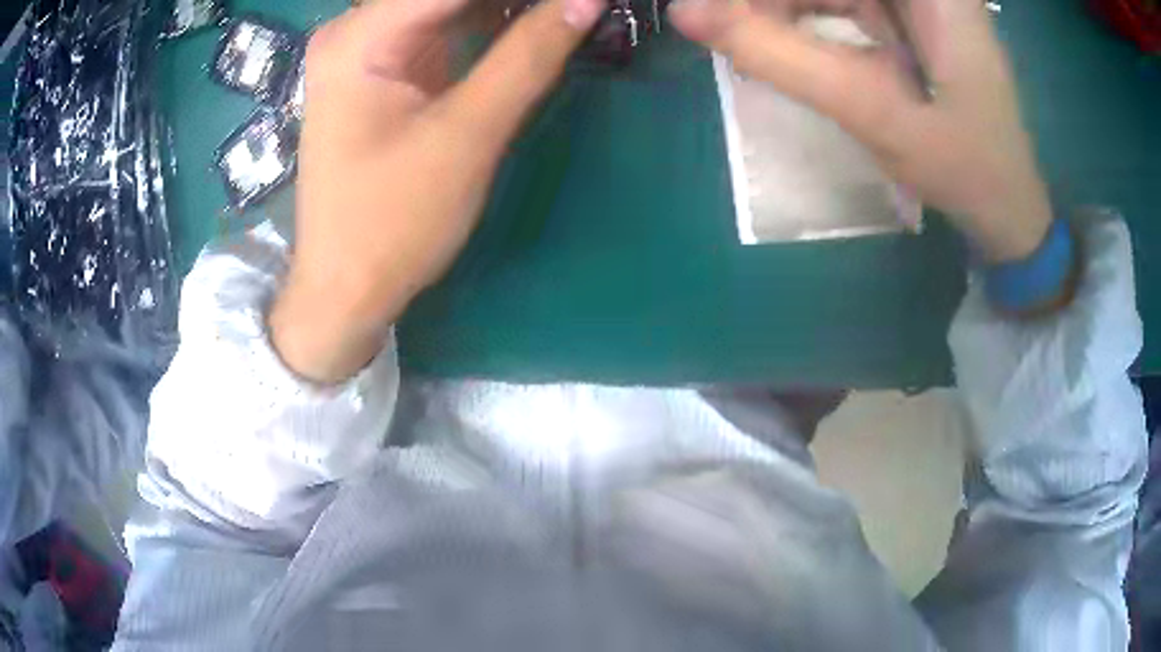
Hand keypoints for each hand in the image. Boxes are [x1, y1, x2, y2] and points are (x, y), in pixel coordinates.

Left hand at [270, 0, 606, 383]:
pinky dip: (488, 23)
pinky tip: (530, 26)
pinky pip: (441, 27)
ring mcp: (364, 50)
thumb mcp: (467, 135)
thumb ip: (529, 56)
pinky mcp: (380, 70)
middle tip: (578, 7)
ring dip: (506, 9)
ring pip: (446, 5)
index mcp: (358, 38)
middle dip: (514, 1)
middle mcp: (353, 31)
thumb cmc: (393, 222)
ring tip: (562, 14)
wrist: (345, 289)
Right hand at [669, 0, 1053, 263]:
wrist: (1009, 211)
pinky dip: (804, 17)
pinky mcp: (909, 17)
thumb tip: (686, 12)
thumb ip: (783, 57)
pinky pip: (842, 2)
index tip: (716, 12)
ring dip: (780, 8)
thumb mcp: (875, 113)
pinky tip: (779, 41)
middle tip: (720, 25)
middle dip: (770, 3)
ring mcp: (917, 0)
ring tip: (741, 36)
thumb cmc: (964, 167)